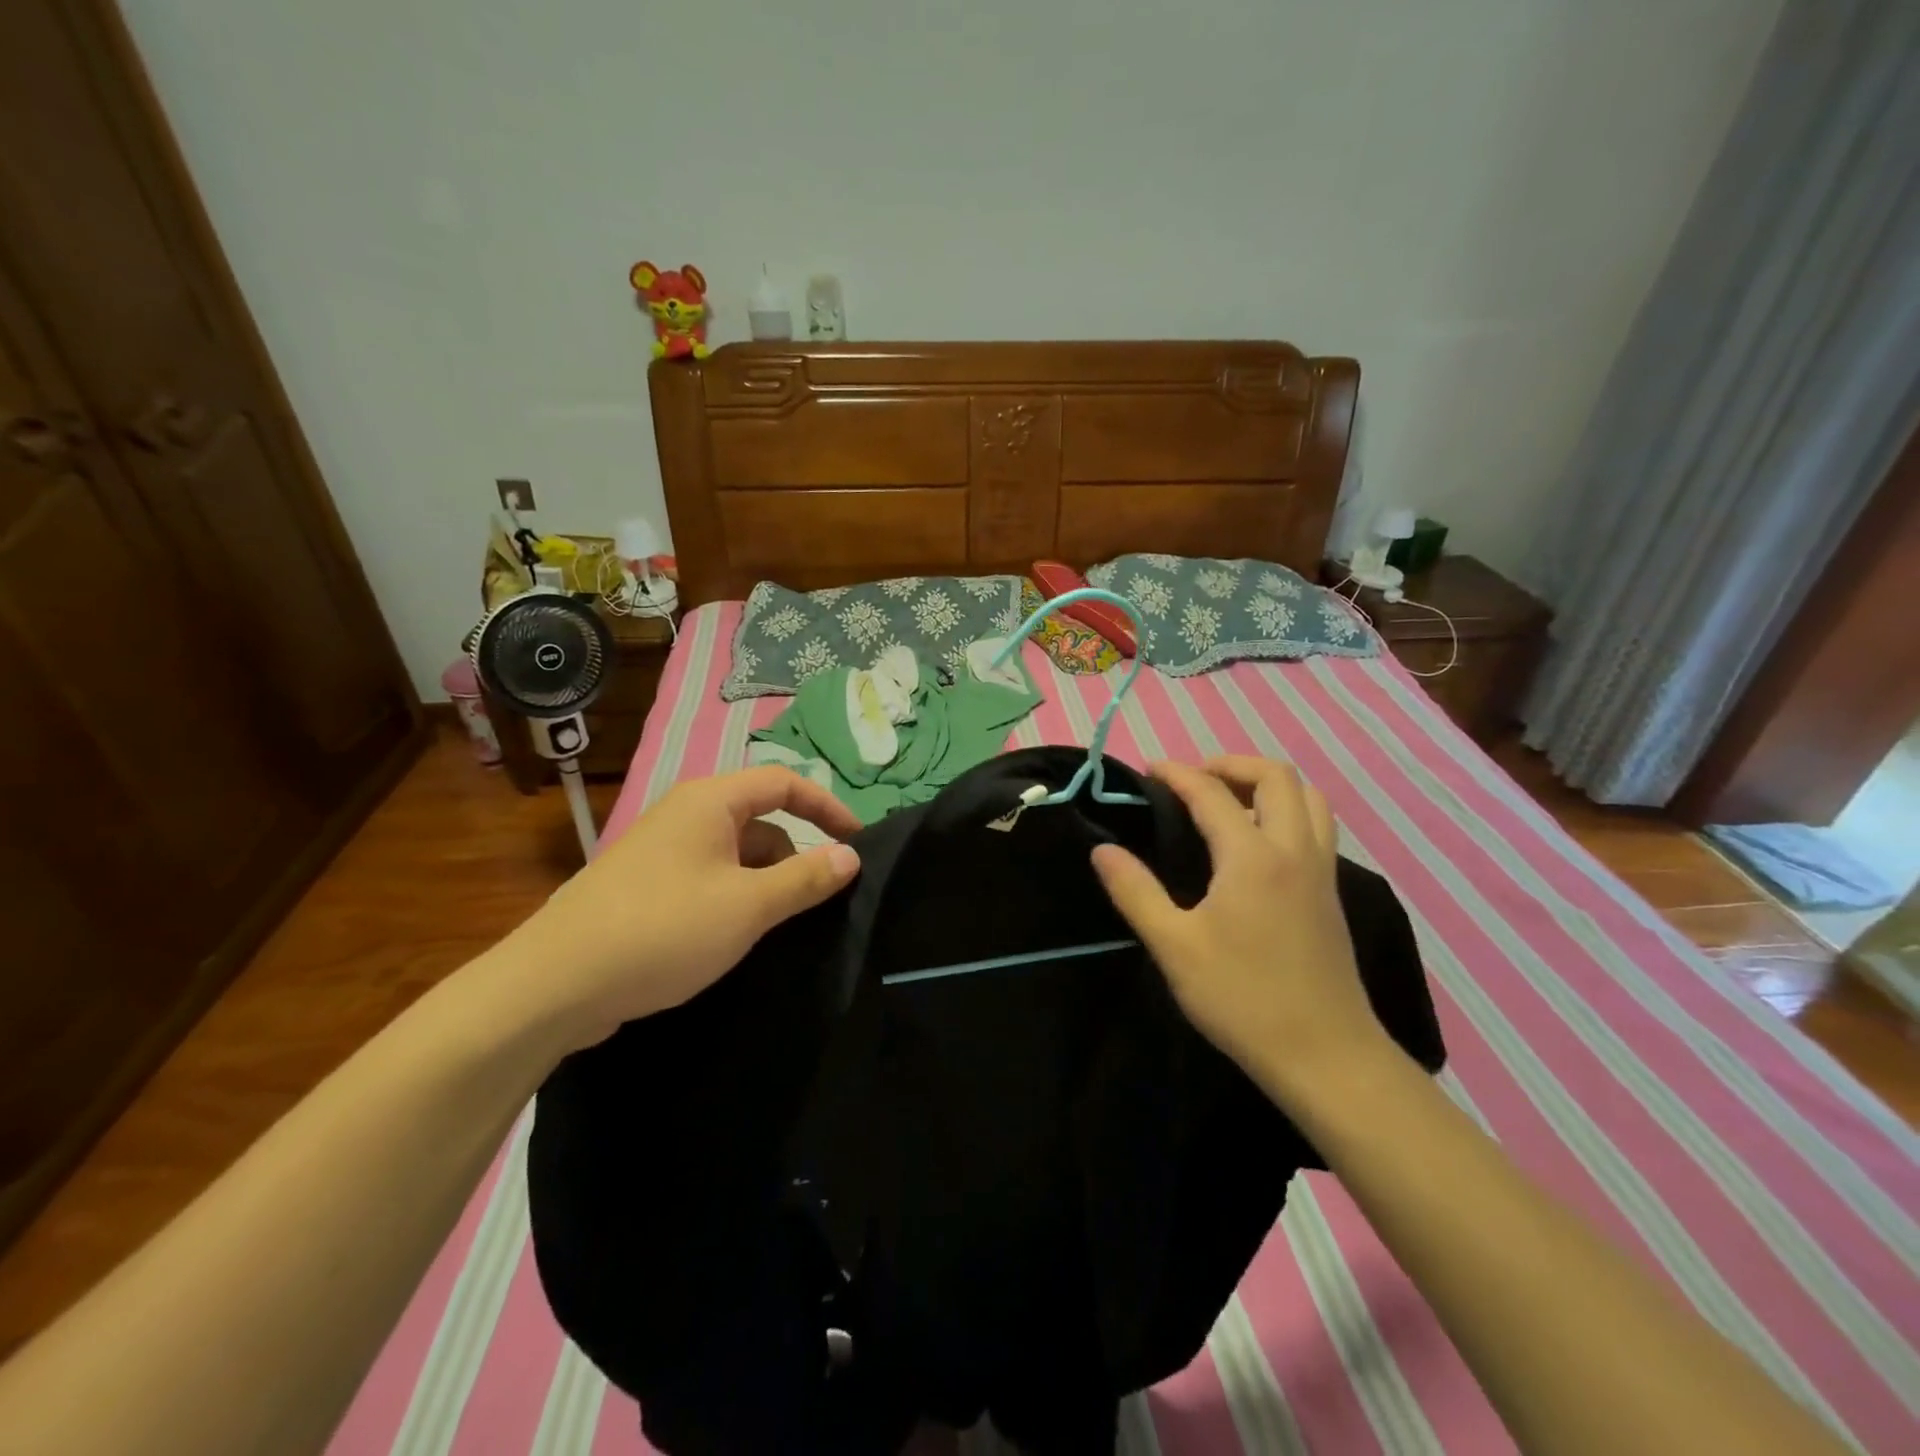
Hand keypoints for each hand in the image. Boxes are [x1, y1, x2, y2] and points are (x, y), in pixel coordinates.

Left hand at [496, 767, 861, 1050]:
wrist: (555, 985)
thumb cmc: (663, 930)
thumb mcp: (748, 905)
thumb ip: (805, 878)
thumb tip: (850, 855)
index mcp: (709, 802)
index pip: (784, 783)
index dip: (827, 807)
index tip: (857, 843)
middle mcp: (685, 816)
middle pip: (760, 821)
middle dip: (794, 856)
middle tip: (818, 902)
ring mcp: (662, 853)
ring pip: (734, 856)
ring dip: (764, 884)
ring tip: (778, 928)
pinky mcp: (646, 889)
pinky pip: (708, 881)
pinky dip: (734, 900)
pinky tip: (737, 940)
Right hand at [1090, 757, 1390, 1089]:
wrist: (1325, 1055)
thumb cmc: (1242, 998)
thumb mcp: (1174, 947)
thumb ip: (1135, 891)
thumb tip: (1103, 850)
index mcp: (1253, 857)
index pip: (1212, 793)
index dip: (1177, 773)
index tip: (1149, 769)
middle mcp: (1294, 850)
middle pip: (1275, 776)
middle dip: (1231, 764)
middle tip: (1194, 780)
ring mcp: (1321, 871)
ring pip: (1308, 797)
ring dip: (1267, 784)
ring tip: (1230, 801)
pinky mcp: (1332, 893)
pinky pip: (1317, 825)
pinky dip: (1287, 810)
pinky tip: (1258, 843)